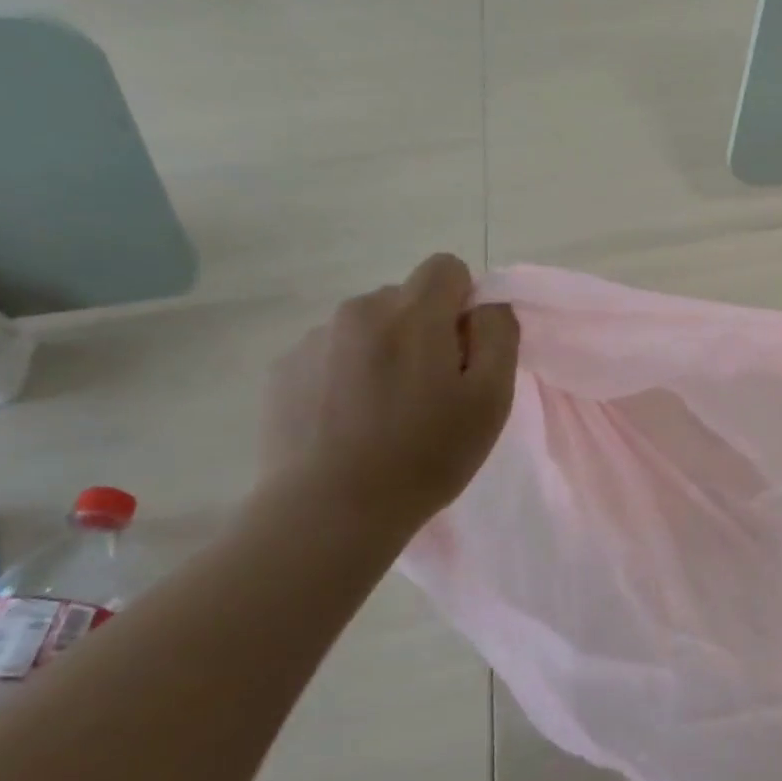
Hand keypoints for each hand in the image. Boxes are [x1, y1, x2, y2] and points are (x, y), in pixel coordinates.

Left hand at [263, 254, 519, 531]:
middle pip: (406, 299)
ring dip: (385, 353)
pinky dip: (348, 375)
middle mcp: (357, 310)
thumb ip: (499, 336)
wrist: (329, 512)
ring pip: (367, 327)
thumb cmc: (425, 455)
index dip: (465, 303)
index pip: (446, 268)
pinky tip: (348, 424)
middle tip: (431, 392)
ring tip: (385, 414)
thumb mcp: (491, 399)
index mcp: (411, 313)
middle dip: (425, 331)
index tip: (464, 352)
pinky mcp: (282, 370)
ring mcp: (312, 340)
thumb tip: (487, 306)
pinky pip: (332, 354)